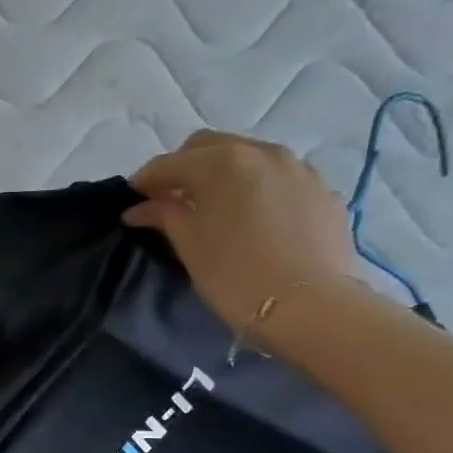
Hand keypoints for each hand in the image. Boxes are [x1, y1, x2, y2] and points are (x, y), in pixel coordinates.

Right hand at [124, 130, 359, 341]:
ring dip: (221, 172)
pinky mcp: (320, 189)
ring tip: (210, 205)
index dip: (145, 181)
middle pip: (209, 146)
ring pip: (246, 156)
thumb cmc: (236, 276)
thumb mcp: (190, 246)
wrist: (310, 306)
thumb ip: (165, 216)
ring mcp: (296, 167)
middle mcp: (260, 152)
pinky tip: (249, 215)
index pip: (170, 163)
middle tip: (168, 199)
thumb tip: (139, 207)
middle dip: (183, 167)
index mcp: (221, 163)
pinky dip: (254, 185)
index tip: (132, 200)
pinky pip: (276, 175)